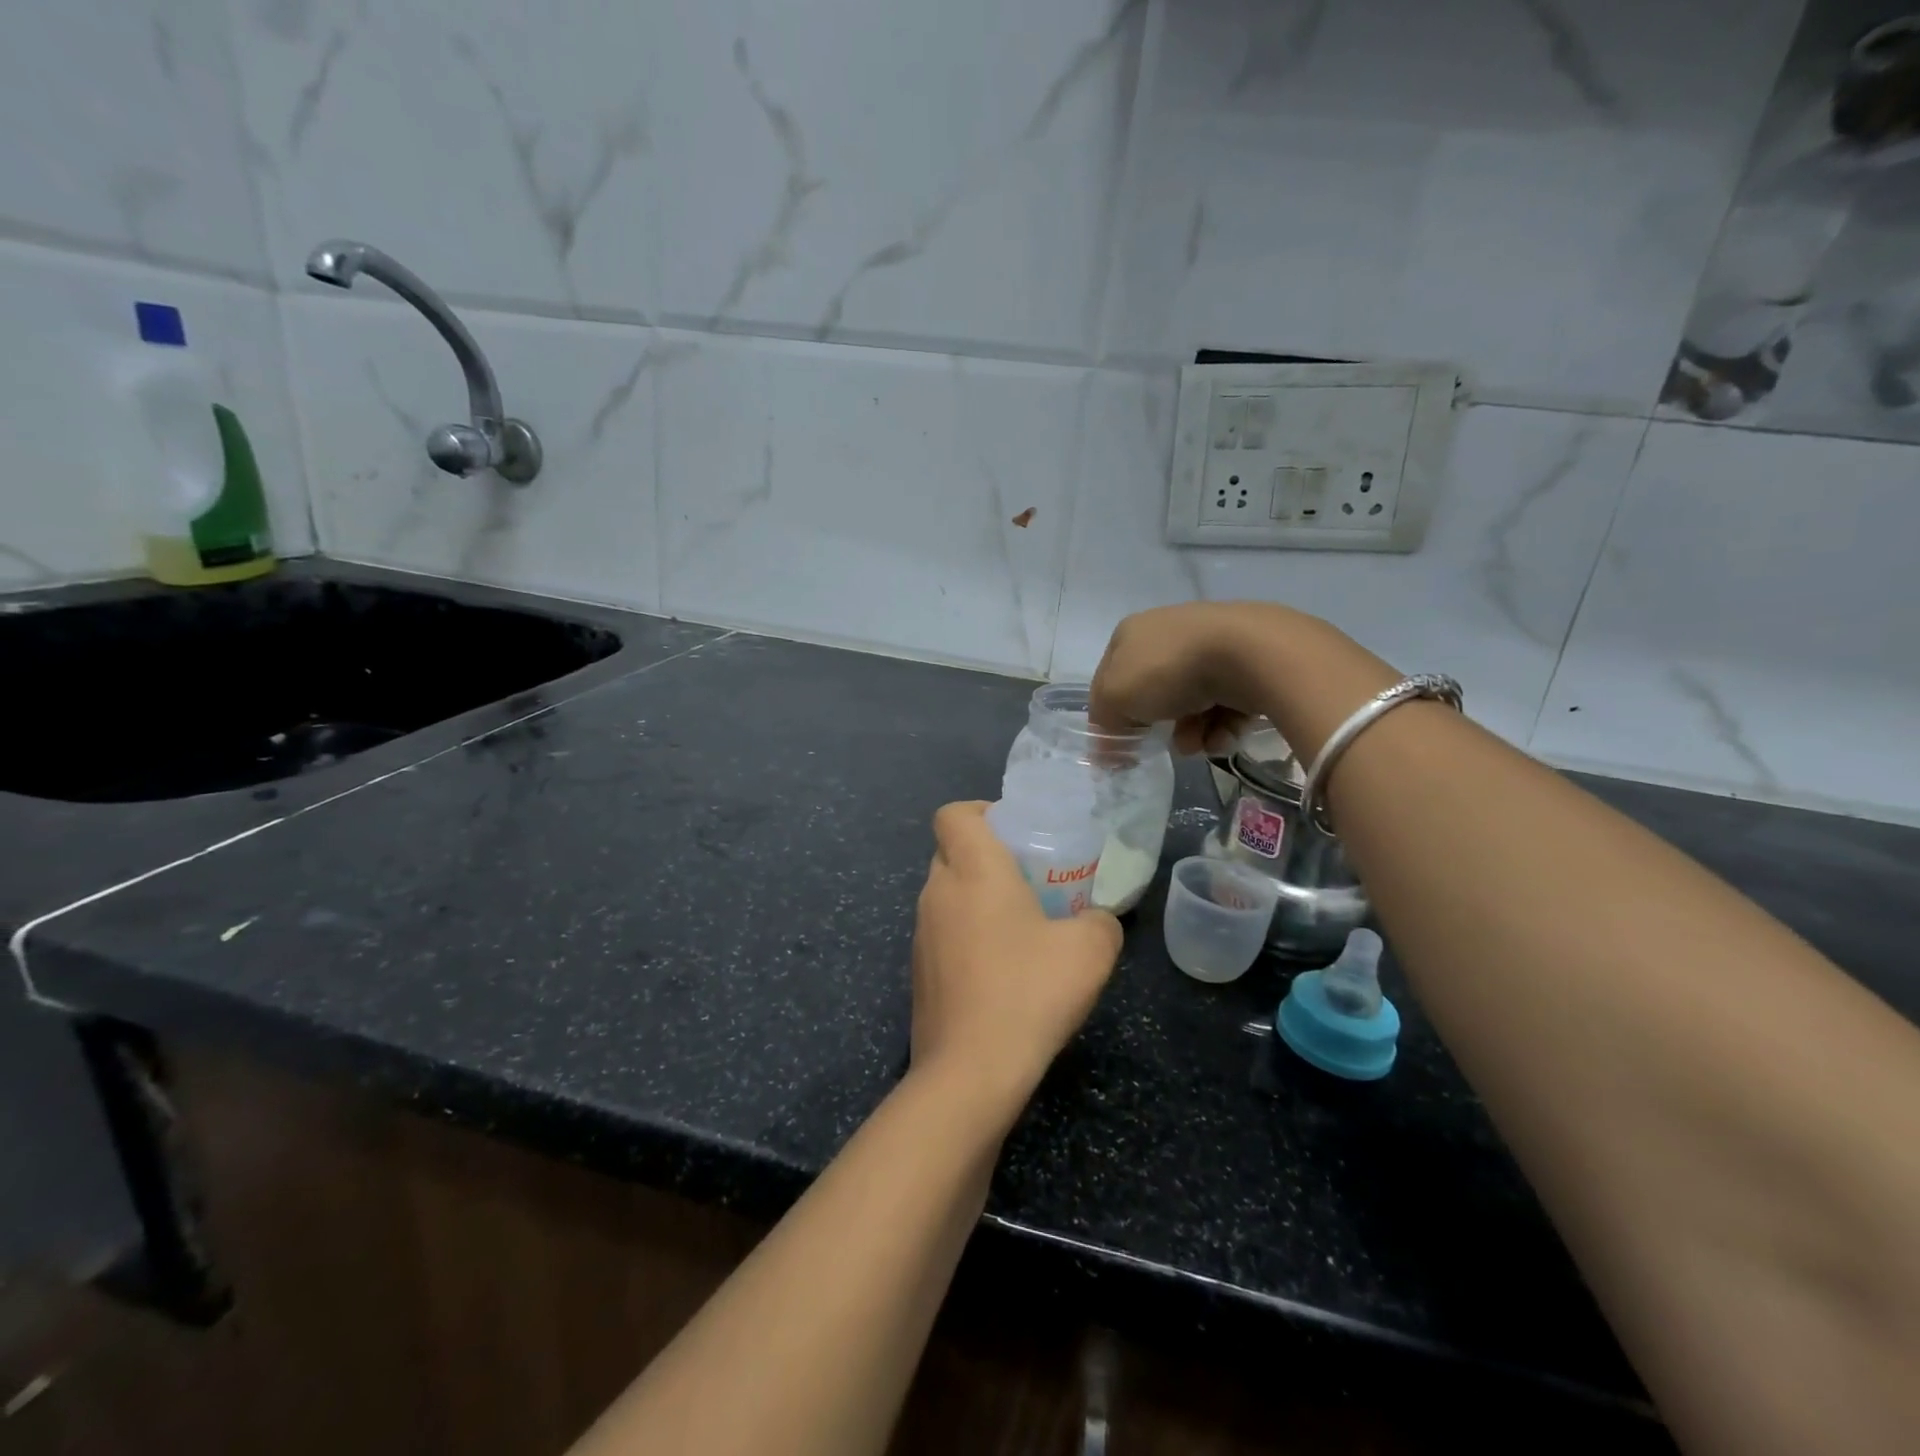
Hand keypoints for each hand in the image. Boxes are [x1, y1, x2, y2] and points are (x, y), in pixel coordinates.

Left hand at [910, 803, 1122, 1126]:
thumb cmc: (1029, 991)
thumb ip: (1102, 922)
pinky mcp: (918, 972)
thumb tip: (1098, 922)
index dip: (980, 811)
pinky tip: (1003, 971)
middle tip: (1030, 878)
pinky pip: (943, 934)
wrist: (971, 1070)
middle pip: (951, 852)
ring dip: (977, 899)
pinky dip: (968, 936)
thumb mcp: (1090, 950)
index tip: (1015, 831)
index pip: (953, 814)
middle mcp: (937, 892)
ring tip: (1023, 927)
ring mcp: (921, 934)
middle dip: (986, 856)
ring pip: (947, 895)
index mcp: (972, 869)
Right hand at [1089, 602, 1284, 753]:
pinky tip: (1225, 735)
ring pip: (1192, 702)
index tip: (1121, 745)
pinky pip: (1227, 703)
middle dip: (1159, 726)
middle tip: (1163, 745)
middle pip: (1154, 693)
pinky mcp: (1248, 662)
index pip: (1110, 678)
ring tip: (1200, 745)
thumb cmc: (1168, 670)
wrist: (1248, 654)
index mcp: (1132, 633)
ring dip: (1192, 732)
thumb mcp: (1116, 698)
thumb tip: (1106, 751)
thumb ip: (1104, 723)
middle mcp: (1169, 632)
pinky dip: (1223, 725)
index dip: (1111, 714)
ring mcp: (1211, 644)